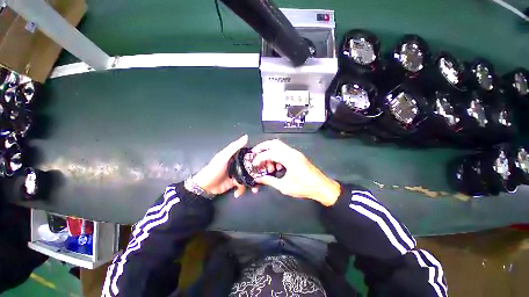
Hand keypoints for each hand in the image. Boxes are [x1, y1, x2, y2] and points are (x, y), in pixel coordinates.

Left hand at [192, 135, 256, 197]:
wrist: (206, 186)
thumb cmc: (213, 169)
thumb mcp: (223, 157)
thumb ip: (234, 147)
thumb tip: (246, 137)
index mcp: (234, 156)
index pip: (248, 155)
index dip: (256, 158)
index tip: (264, 163)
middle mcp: (237, 165)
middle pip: (251, 168)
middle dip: (256, 174)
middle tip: (260, 179)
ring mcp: (236, 175)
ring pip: (248, 178)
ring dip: (251, 184)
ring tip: (253, 189)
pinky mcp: (235, 184)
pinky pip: (243, 186)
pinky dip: (242, 190)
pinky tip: (238, 192)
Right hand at [251, 140, 340, 205]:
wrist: (321, 187)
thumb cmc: (303, 187)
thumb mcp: (284, 186)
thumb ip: (269, 181)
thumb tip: (258, 179)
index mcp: (289, 158)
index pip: (270, 152)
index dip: (259, 157)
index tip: (253, 164)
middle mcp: (292, 152)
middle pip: (274, 143)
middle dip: (263, 147)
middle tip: (254, 154)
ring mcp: (296, 154)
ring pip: (279, 147)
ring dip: (271, 153)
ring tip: (268, 167)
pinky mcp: (298, 157)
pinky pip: (285, 152)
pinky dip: (277, 156)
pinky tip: (277, 168)